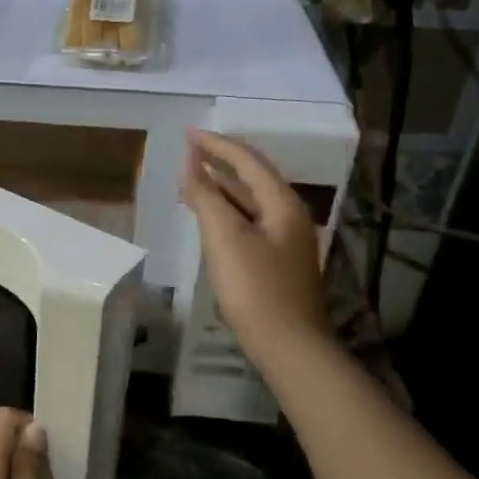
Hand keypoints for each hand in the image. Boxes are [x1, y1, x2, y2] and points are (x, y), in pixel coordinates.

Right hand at [180, 129, 335, 364]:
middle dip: (222, 161)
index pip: (248, 161)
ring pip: (251, 200)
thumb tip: (189, 164)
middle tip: (191, 149)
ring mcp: (286, 240)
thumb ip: (206, 198)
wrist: (288, 344)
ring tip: (195, 176)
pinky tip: (211, 216)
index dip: (217, 145)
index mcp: (282, 205)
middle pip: (254, 177)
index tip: (189, 133)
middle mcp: (289, 216)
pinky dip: (228, 210)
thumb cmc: (255, 288)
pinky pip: (249, 221)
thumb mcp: (225, 239)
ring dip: (224, 185)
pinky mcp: (277, 261)